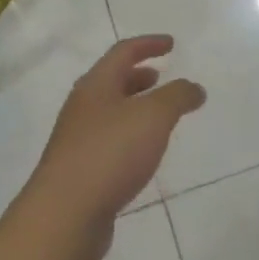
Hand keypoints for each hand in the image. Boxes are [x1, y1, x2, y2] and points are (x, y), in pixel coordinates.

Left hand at [25, 36, 204, 259]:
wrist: (64, 215)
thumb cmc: (110, 153)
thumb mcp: (153, 117)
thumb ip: (177, 97)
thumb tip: (194, 87)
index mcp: (96, 85)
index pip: (123, 52)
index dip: (149, 44)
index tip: (171, 44)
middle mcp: (82, 107)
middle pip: (111, 81)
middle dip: (138, 76)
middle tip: (161, 78)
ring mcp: (77, 140)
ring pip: (109, 112)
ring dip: (133, 107)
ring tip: (158, 117)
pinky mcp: (79, 171)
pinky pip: (108, 142)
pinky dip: (128, 137)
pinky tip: (142, 155)